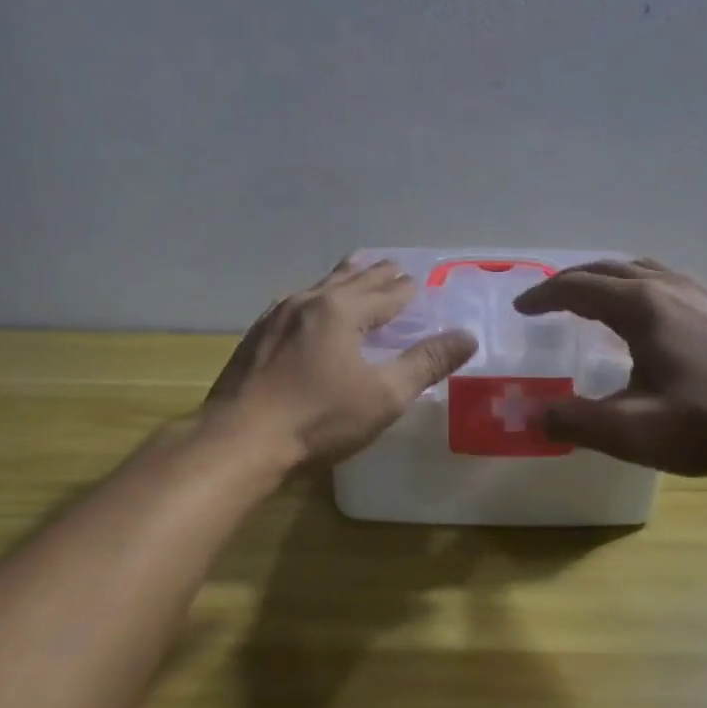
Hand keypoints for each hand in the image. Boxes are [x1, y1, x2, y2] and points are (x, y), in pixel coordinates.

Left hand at [205, 256, 477, 469]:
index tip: (420, 282)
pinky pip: (295, 302)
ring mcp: (276, 315)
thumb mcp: (383, 396)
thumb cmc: (318, 419)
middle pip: (352, 279)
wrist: (239, 441)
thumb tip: (467, 336)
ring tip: (356, 269)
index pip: (386, 293)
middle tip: (395, 267)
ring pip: (319, 285)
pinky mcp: (256, 335)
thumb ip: (426, 363)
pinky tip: (308, 305)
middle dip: (377, 274)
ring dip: (344, 277)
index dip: (407, 289)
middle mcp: (309, 301)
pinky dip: (315, 296)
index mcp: (342, 310)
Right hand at [514, 259, 706, 476]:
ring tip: (593, 300)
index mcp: (641, 307)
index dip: (543, 296)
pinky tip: (651, 318)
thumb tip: (530, 414)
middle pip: (607, 268)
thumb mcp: (637, 432)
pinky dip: (638, 286)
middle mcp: (668, 287)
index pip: (577, 287)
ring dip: (606, 278)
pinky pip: (667, 281)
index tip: (521, 308)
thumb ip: (576, 422)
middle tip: (547, 301)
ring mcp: (703, 293)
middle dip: (570, 281)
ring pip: (641, 269)